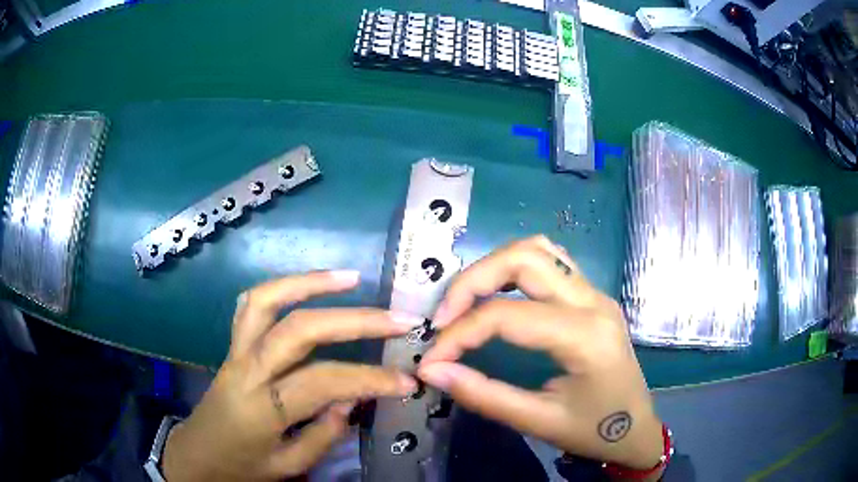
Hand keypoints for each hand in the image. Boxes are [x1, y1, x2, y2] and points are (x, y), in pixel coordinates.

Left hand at [163, 271, 419, 480]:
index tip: (407, 381)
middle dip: (355, 321)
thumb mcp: (287, 466)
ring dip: (310, 284)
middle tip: (398, 319)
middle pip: (300, 330)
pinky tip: (306, 286)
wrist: (196, 454)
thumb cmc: (241, 466)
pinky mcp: (232, 345)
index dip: (370, 379)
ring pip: (267, 300)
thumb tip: (352, 397)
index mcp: (262, 408)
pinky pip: (250, 305)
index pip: (323, 381)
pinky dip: (280, 287)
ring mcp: (235, 351)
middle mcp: (247, 370)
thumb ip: (322, 435)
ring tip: (352, 278)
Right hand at [418, 236, 663, 477]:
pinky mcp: (593, 296)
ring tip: (467, 302)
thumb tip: (432, 370)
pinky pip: (552, 261)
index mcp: (585, 336)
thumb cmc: (593, 431)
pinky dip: (516, 268)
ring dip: (495, 266)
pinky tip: (500, 294)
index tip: (432, 358)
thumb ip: (482, 394)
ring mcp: (596, 293)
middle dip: (472, 281)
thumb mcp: (537, 421)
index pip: (508, 316)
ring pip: (539, 250)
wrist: (636, 430)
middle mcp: (593, 301)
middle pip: (524, 258)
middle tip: (444, 317)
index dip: (459, 333)